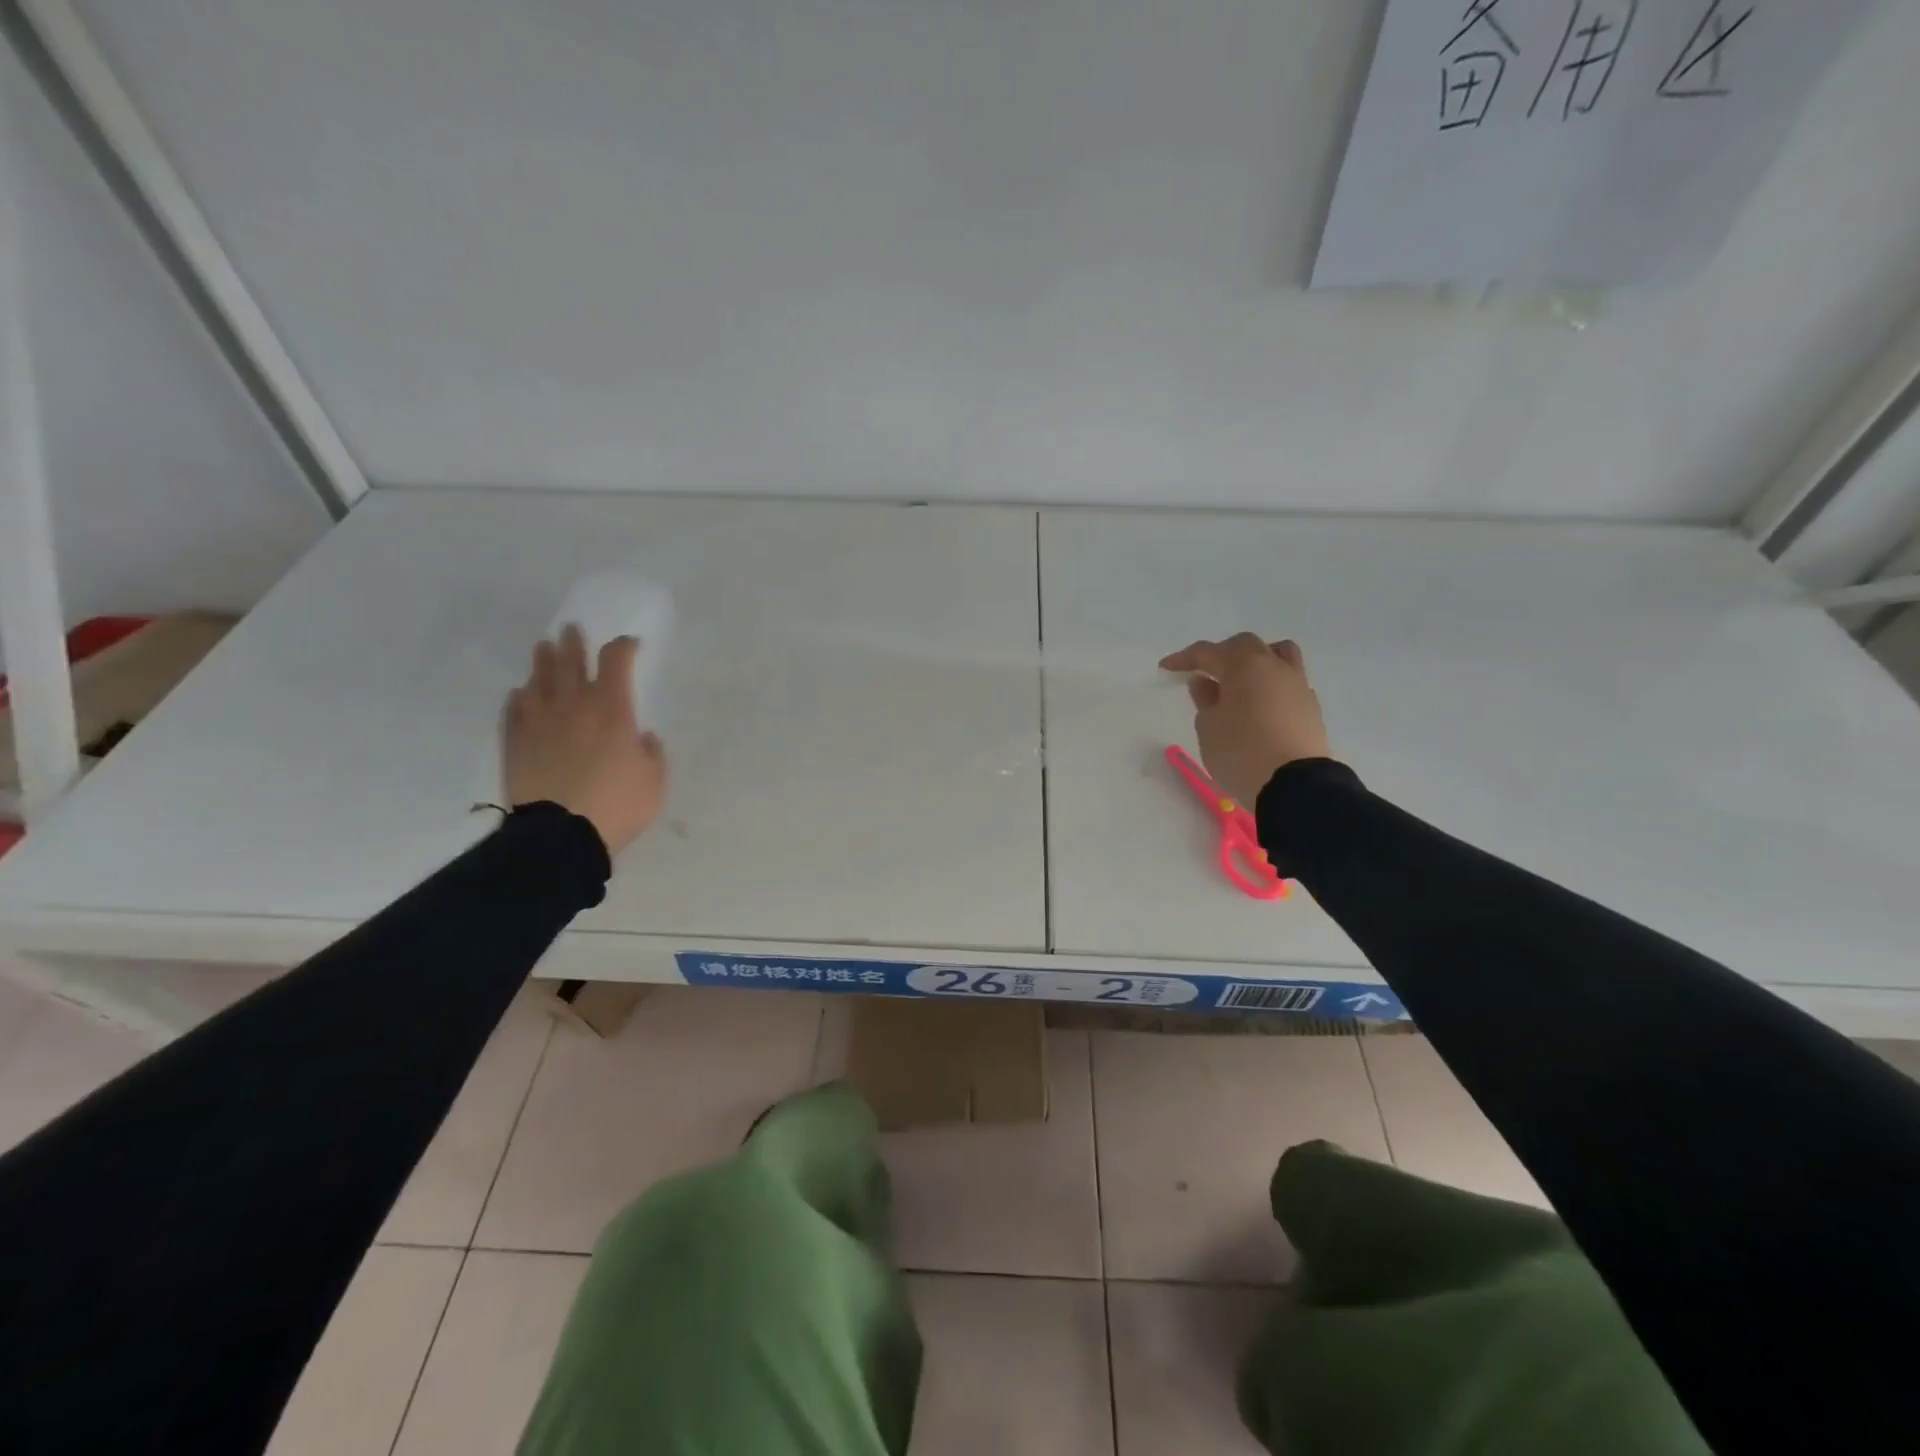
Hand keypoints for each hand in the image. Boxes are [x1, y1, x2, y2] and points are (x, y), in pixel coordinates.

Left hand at [502, 626, 666, 854]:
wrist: (559, 835)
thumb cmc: (617, 805)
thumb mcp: (654, 781)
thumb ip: (652, 754)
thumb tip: (644, 737)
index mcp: (613, 709)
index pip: (617, 662)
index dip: (623, 648)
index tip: (629, 644)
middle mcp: (574, 706)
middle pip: (572, 662)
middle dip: (574, 643)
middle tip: (572, 629)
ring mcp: (539, 722)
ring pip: (539, 681)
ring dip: (543, 662)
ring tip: (543, 648)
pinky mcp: (515, 742)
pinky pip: (514, 711)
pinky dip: (518, 699)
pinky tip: (520, 694)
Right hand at [1157, 634, 1331, 807]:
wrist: (1295, 785)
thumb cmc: (1241, 753)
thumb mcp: (1209, 728)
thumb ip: (1205, 700)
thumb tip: (1206, 683)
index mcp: (1243, 666)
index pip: (1207, 652)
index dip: (1184, 658)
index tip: (1166, 668)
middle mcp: (1273, 666)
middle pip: (1245, 646)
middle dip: (1221, 654)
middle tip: (1204, 672)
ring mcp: (1297, 684)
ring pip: (1277, 654)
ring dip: (1255, 660)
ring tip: (1240, 679)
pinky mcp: (1310, 705)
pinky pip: (1288, 680)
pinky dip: (1271, 683)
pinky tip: (1261, 704)